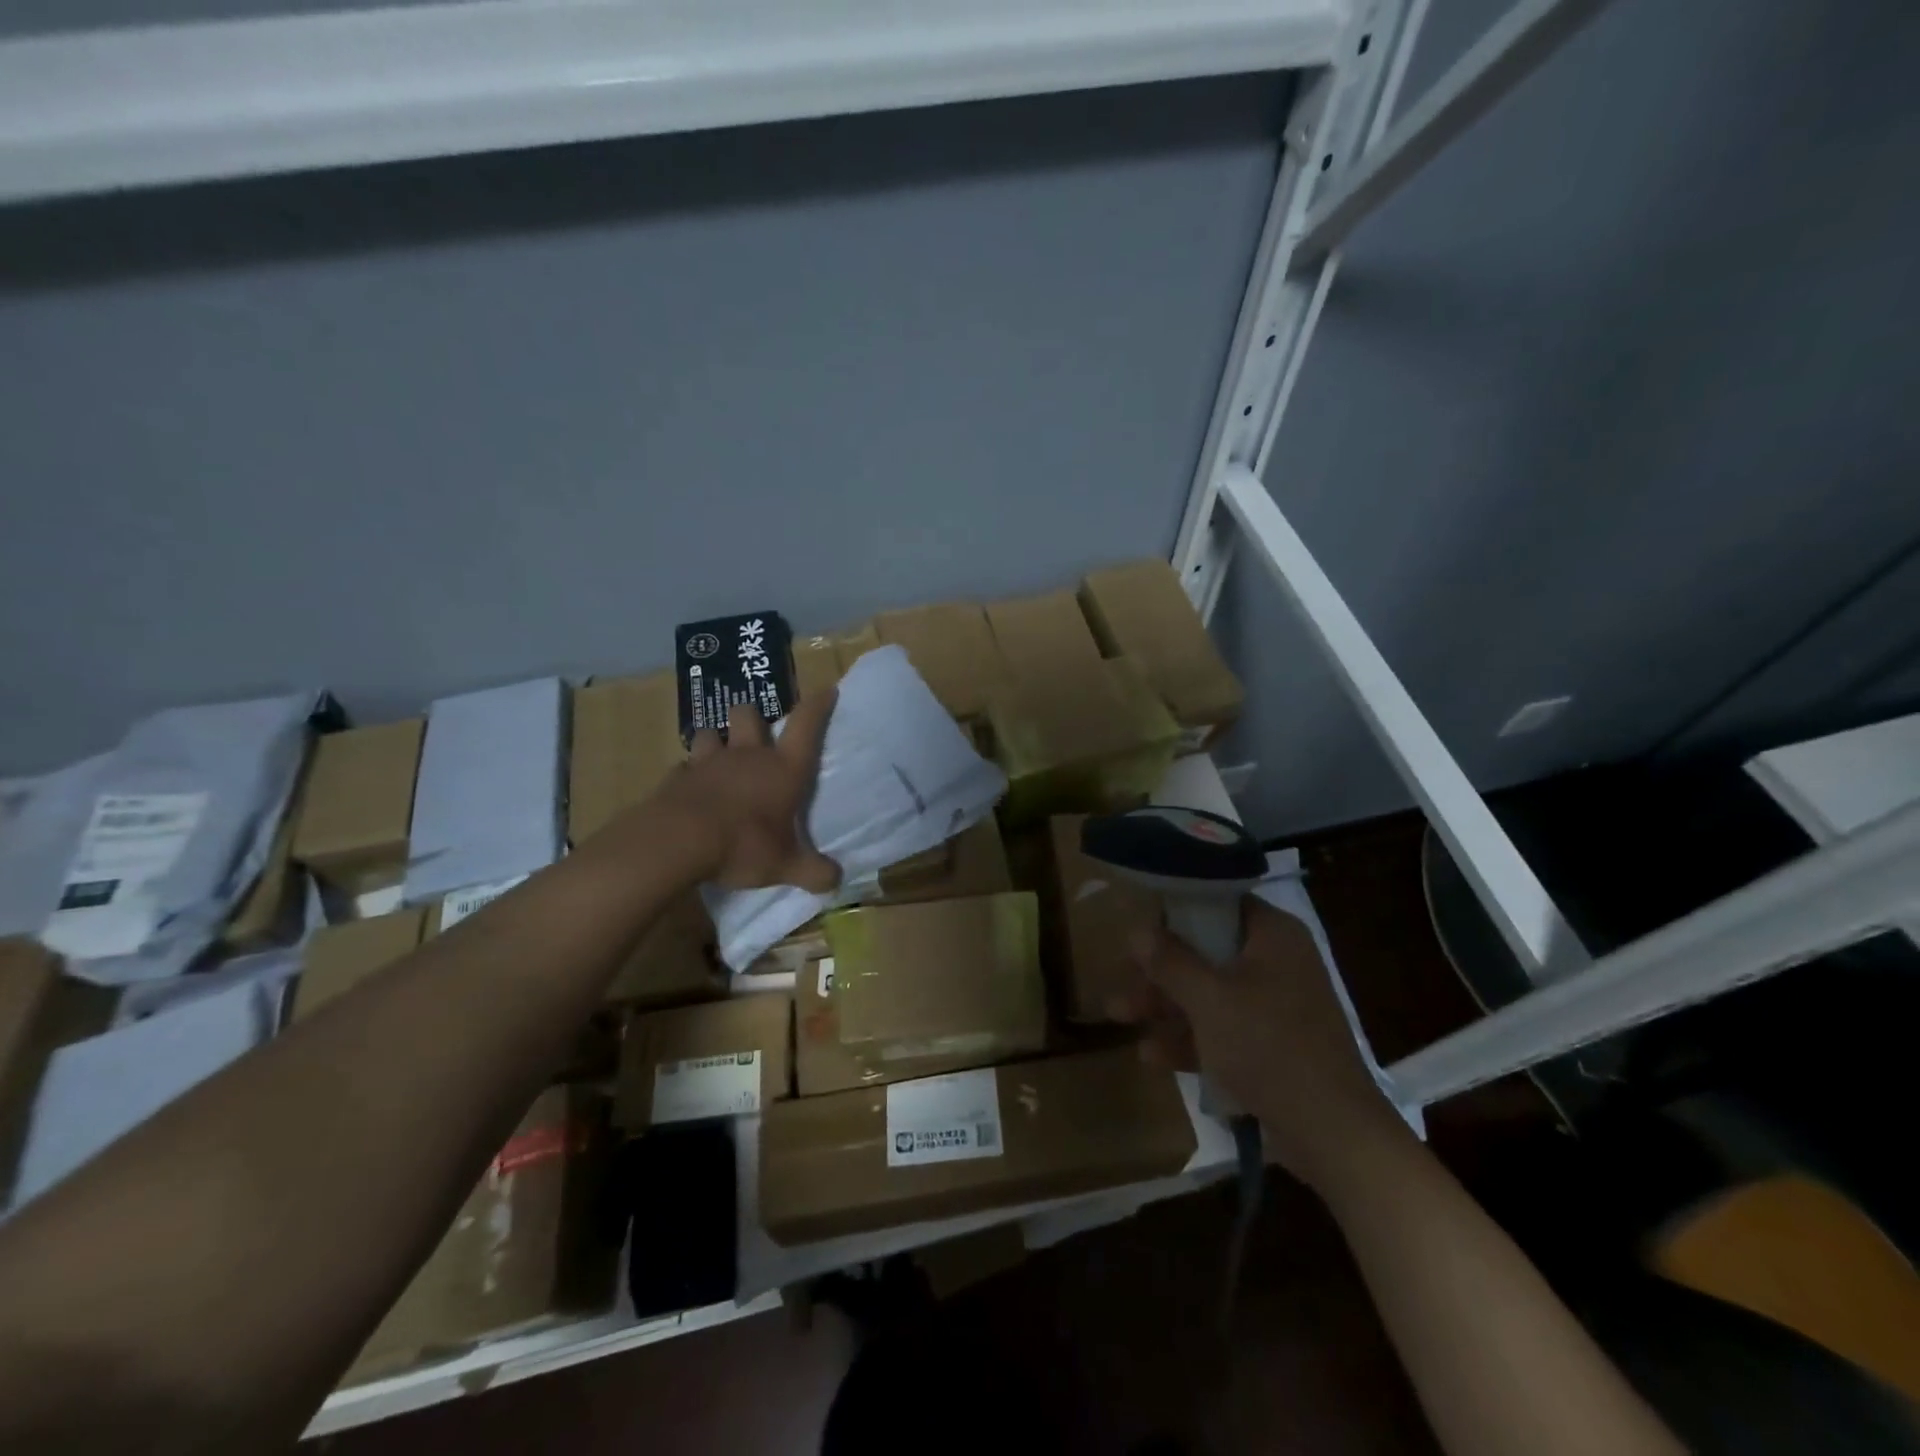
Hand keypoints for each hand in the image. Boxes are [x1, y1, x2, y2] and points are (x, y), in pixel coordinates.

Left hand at [653, 689, 841, 892]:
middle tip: (755, 734)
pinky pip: (684, 767)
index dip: (818, 706)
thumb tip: (836, 881)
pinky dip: (689, 775)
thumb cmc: (743, 845)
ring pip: (711, 733)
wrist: (678, 842)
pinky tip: (691, 791)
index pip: (806, 726)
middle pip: (749, 714)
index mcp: (782, 769)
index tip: (826, 690)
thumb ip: (812, 872)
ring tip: (718, 758)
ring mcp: (708, 763)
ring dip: (716, 741)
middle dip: (753, 717)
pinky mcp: (677, 778)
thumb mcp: (785, 866)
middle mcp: (747, 757)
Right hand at [1113, 898, 1405, 1191]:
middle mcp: (1277, 961)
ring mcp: (1276, 1005)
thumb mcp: (1208, 999)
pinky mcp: (1273, 1045)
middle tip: (1121, 979)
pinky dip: (1191, 1037)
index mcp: (1273, 935)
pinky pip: (1224, 1028)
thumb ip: (1170, 961)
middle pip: (1206, 951)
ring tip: (1119, 1016)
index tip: (1140, 927)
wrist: (1333, 1133)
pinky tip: (1151, 1056)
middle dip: (1160, 971)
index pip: (1217, 902)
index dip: (1175, 912)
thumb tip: (1137, 930)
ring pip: (1210, 992)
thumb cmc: (1268, 1046)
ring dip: (1166, 1005)